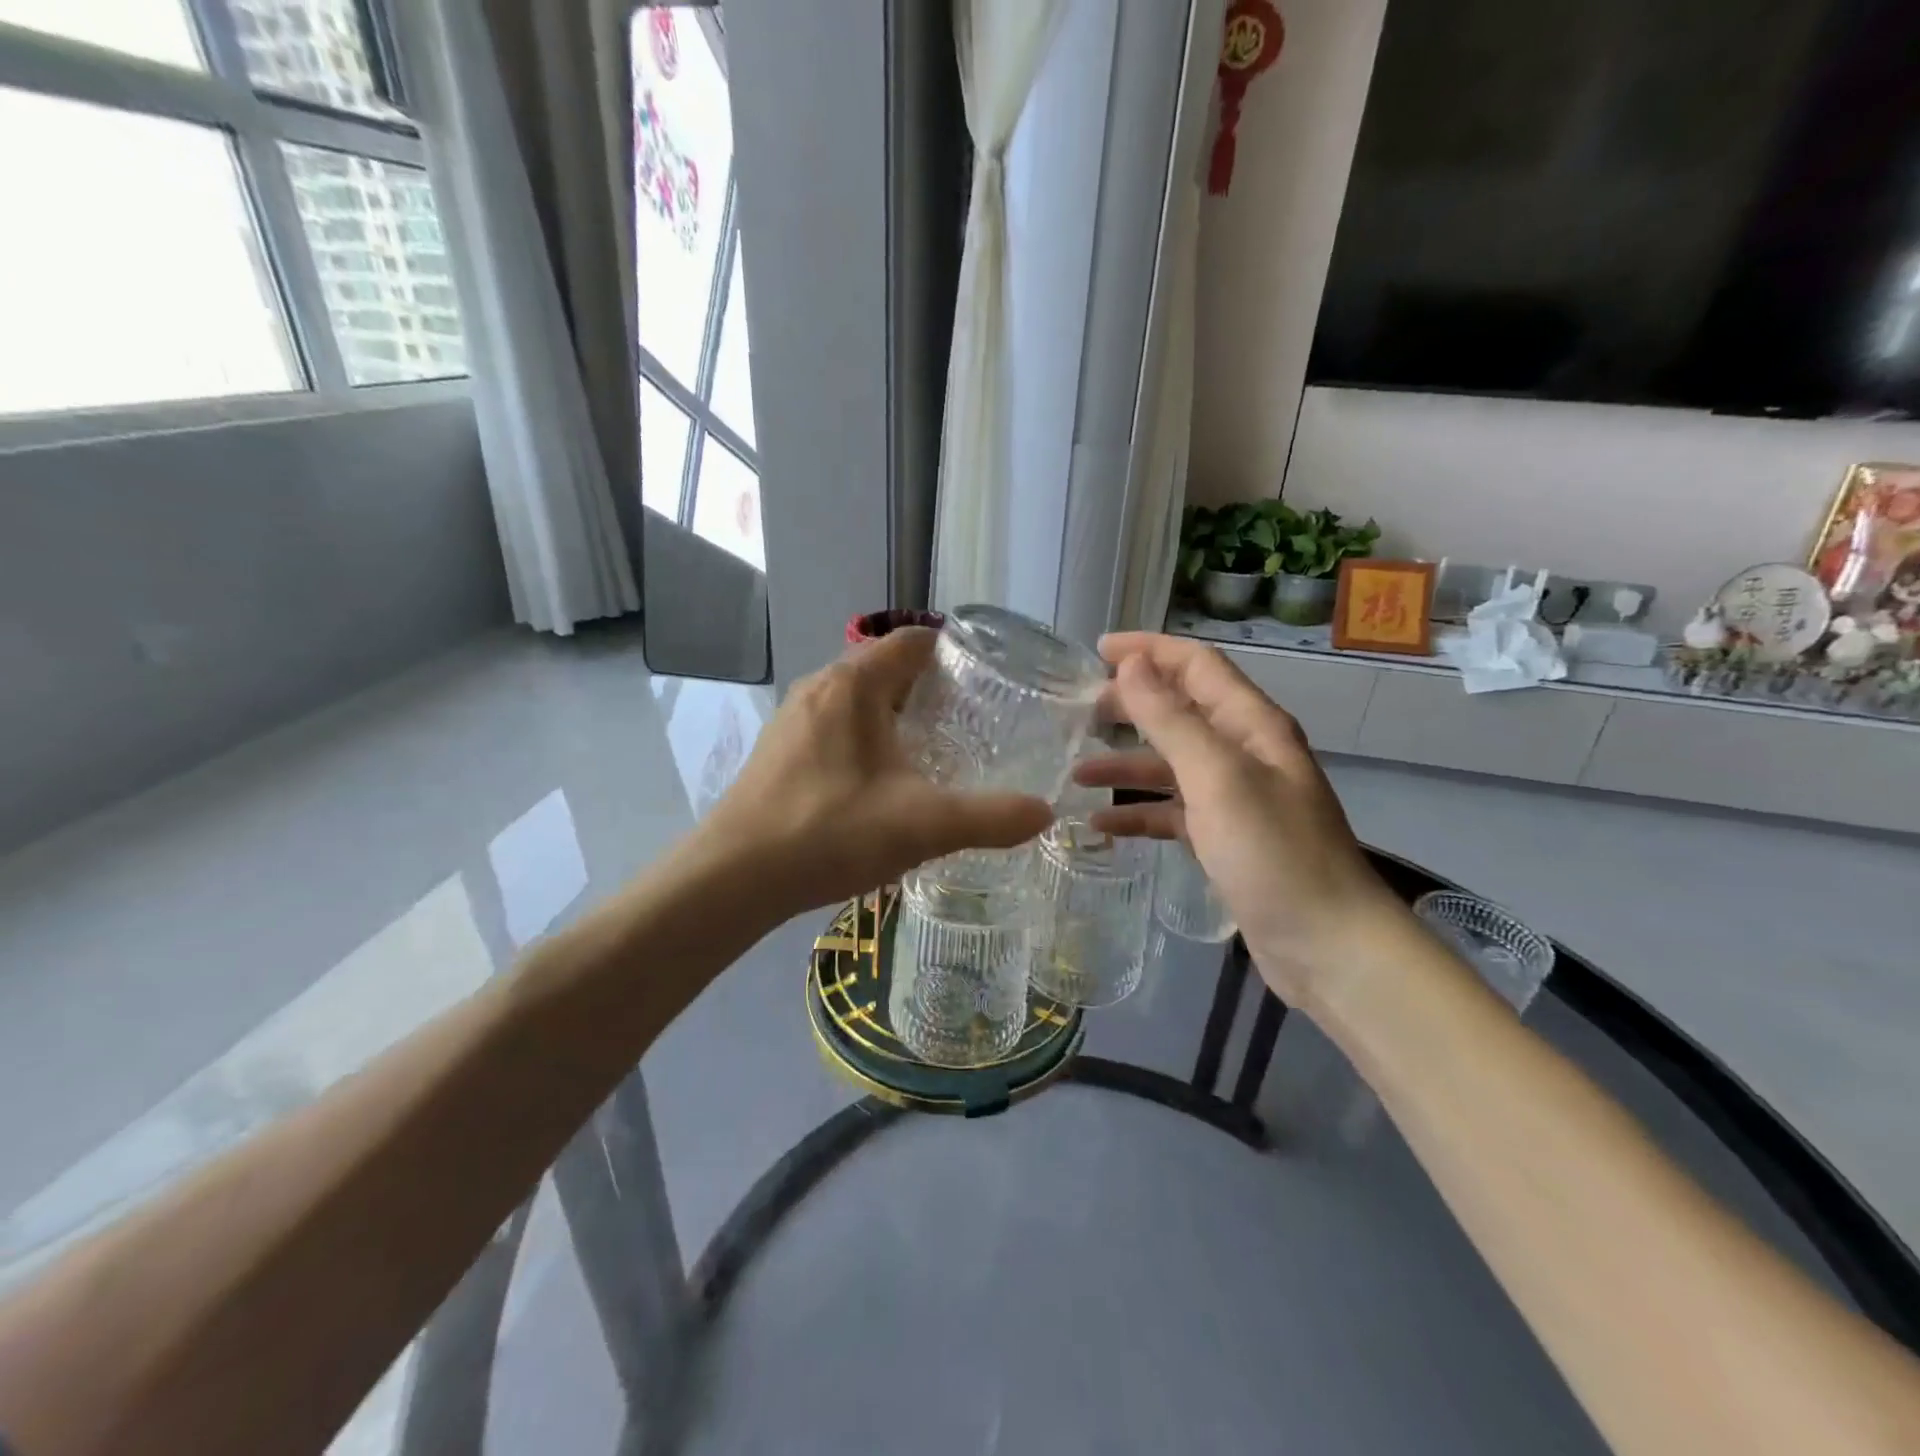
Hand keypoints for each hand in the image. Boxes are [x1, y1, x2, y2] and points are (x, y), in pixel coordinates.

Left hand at [696, 629, 1054, 917]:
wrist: (733, 878)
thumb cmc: (830, 833)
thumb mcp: (923, 825)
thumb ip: (990, 818)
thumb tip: (1045, 813)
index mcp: (854, 684)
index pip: (914, 641)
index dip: (955, 653)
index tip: (992, 682)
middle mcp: (821, 687)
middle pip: (887, 668)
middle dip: (931, 689)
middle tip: (974, 723)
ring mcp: (793, 718)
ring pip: (859, 700)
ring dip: (897, 716)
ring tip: (934, 752)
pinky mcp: (779, 750)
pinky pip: (835, 727)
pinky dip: (867, 739)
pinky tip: (882, 783)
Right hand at [1077, 633, 1407, 1009]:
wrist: (1328, 946)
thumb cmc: (1273, 853)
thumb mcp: (1217, 777)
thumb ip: (1171, 719)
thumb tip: (1132, 665)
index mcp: (1252, 725)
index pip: (1197, 666)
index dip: (1149, 650)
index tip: (1097, 650)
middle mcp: (1244, 753)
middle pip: (1180, 711)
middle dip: (1131, 705)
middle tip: (1080, 712)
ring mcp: (1235, 799)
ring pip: (1170, 765)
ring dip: (1126, 765)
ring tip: (1076, 772)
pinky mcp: (1224, 840)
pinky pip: (1172, 813)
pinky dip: (1138, 814)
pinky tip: (1100, 826)